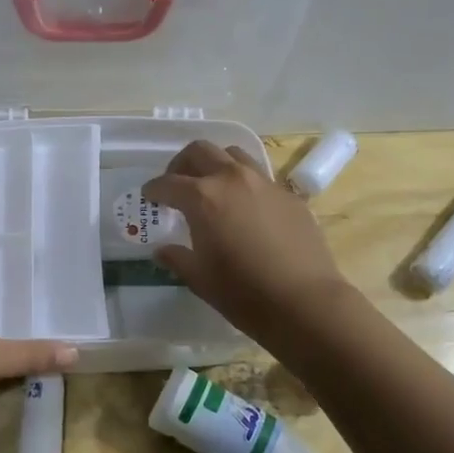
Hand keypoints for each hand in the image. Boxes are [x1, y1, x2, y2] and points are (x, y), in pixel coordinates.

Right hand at [143, 141, 349, 343]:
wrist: (304, 301)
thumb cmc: (243, 293)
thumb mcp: (200, 279)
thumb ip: (178, 258)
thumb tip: (163, 250)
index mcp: (203, 197)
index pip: (168, 183)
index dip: (154, 189)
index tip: (149, 197)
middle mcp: (232, 179)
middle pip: (200, 151)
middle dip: (182, 164)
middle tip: (177, 184)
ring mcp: (264, 183)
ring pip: (233, 155)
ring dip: (215, 164)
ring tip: (211, 186)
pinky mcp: (289, 195)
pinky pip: (260, 177)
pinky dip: (244, 183)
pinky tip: (245, 208)